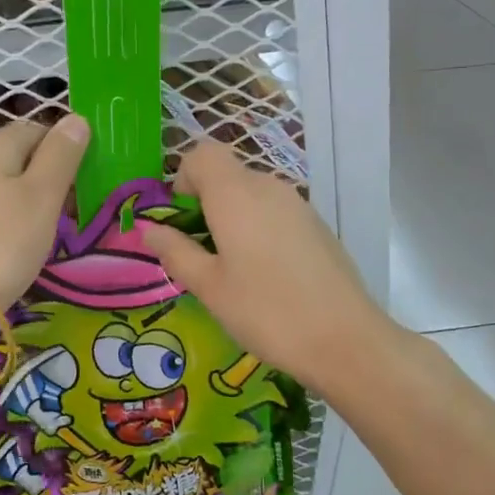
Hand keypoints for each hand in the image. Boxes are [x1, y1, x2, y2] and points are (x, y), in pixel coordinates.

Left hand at [0, 115, 89, 310]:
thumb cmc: (2, 242)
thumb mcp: (42, 195)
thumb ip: (61, 155)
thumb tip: (76, 118)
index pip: (39, 130)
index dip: (65, 152)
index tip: (83, 185)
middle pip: (21, 158)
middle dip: (49, 180)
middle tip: (69, 213)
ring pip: (5, 186)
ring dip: (30, 204)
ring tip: (47, 233)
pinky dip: (9, 222)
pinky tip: (17, 247)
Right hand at [136, 140, 395, 393]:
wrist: (346, 339)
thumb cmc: (266, 311)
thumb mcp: (209, 287)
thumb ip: (176, 252)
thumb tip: (149, 229)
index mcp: (235, 194)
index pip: (202, 154)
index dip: (183, 177)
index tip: (181, 219)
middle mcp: (268, 187)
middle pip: (227, 174)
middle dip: (205, 203)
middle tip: (200, 253)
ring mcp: (298, 205)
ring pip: (252, 194)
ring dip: (232, 217)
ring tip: (232, 268)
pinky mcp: (317, 225)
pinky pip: (275, 212)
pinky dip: (259, 228)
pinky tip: (266, 274)